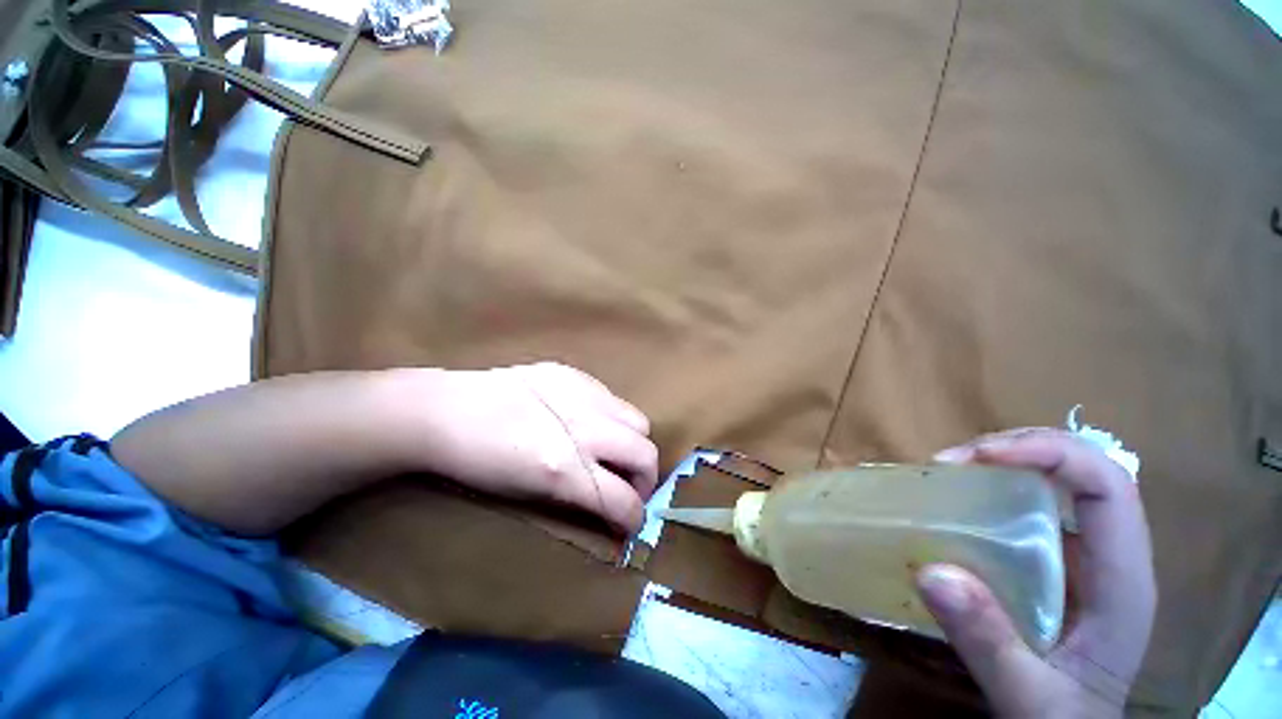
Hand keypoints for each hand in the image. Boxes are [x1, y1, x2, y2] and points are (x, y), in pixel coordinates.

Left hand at [394, 363, 658, 533]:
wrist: (441, 414)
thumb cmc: (475, 467)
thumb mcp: (529, 494)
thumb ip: (576, 497)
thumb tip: (608, 509)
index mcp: (564, 469)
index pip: (624, 500)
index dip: (634, 520)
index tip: (630, 526)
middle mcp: (581, 430)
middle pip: (645, 454)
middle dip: (644, 481)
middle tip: (627, 491)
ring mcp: (578, 395)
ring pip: (637, 421)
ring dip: (632, 445)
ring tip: (610, 455)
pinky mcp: (568, 372)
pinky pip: (610, 396)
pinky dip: (610, 417)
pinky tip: (586, 424)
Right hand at [915, 429, 1156, 717]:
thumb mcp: (1024, 695)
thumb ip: (986, 640)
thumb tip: (931, 571)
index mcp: (1126, 581)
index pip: (1106, 484)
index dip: (1053, 454)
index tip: (985, 457)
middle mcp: (1127, 558)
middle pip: (1095, 473)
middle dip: (1035, 452)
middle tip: (968, 460)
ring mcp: (1111, 567)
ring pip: (1083, 492)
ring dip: (1032, 473)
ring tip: (975, 477)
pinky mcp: (1091, 580)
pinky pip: (1067, 524)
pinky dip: (1029, 509)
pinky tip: (995, 523)